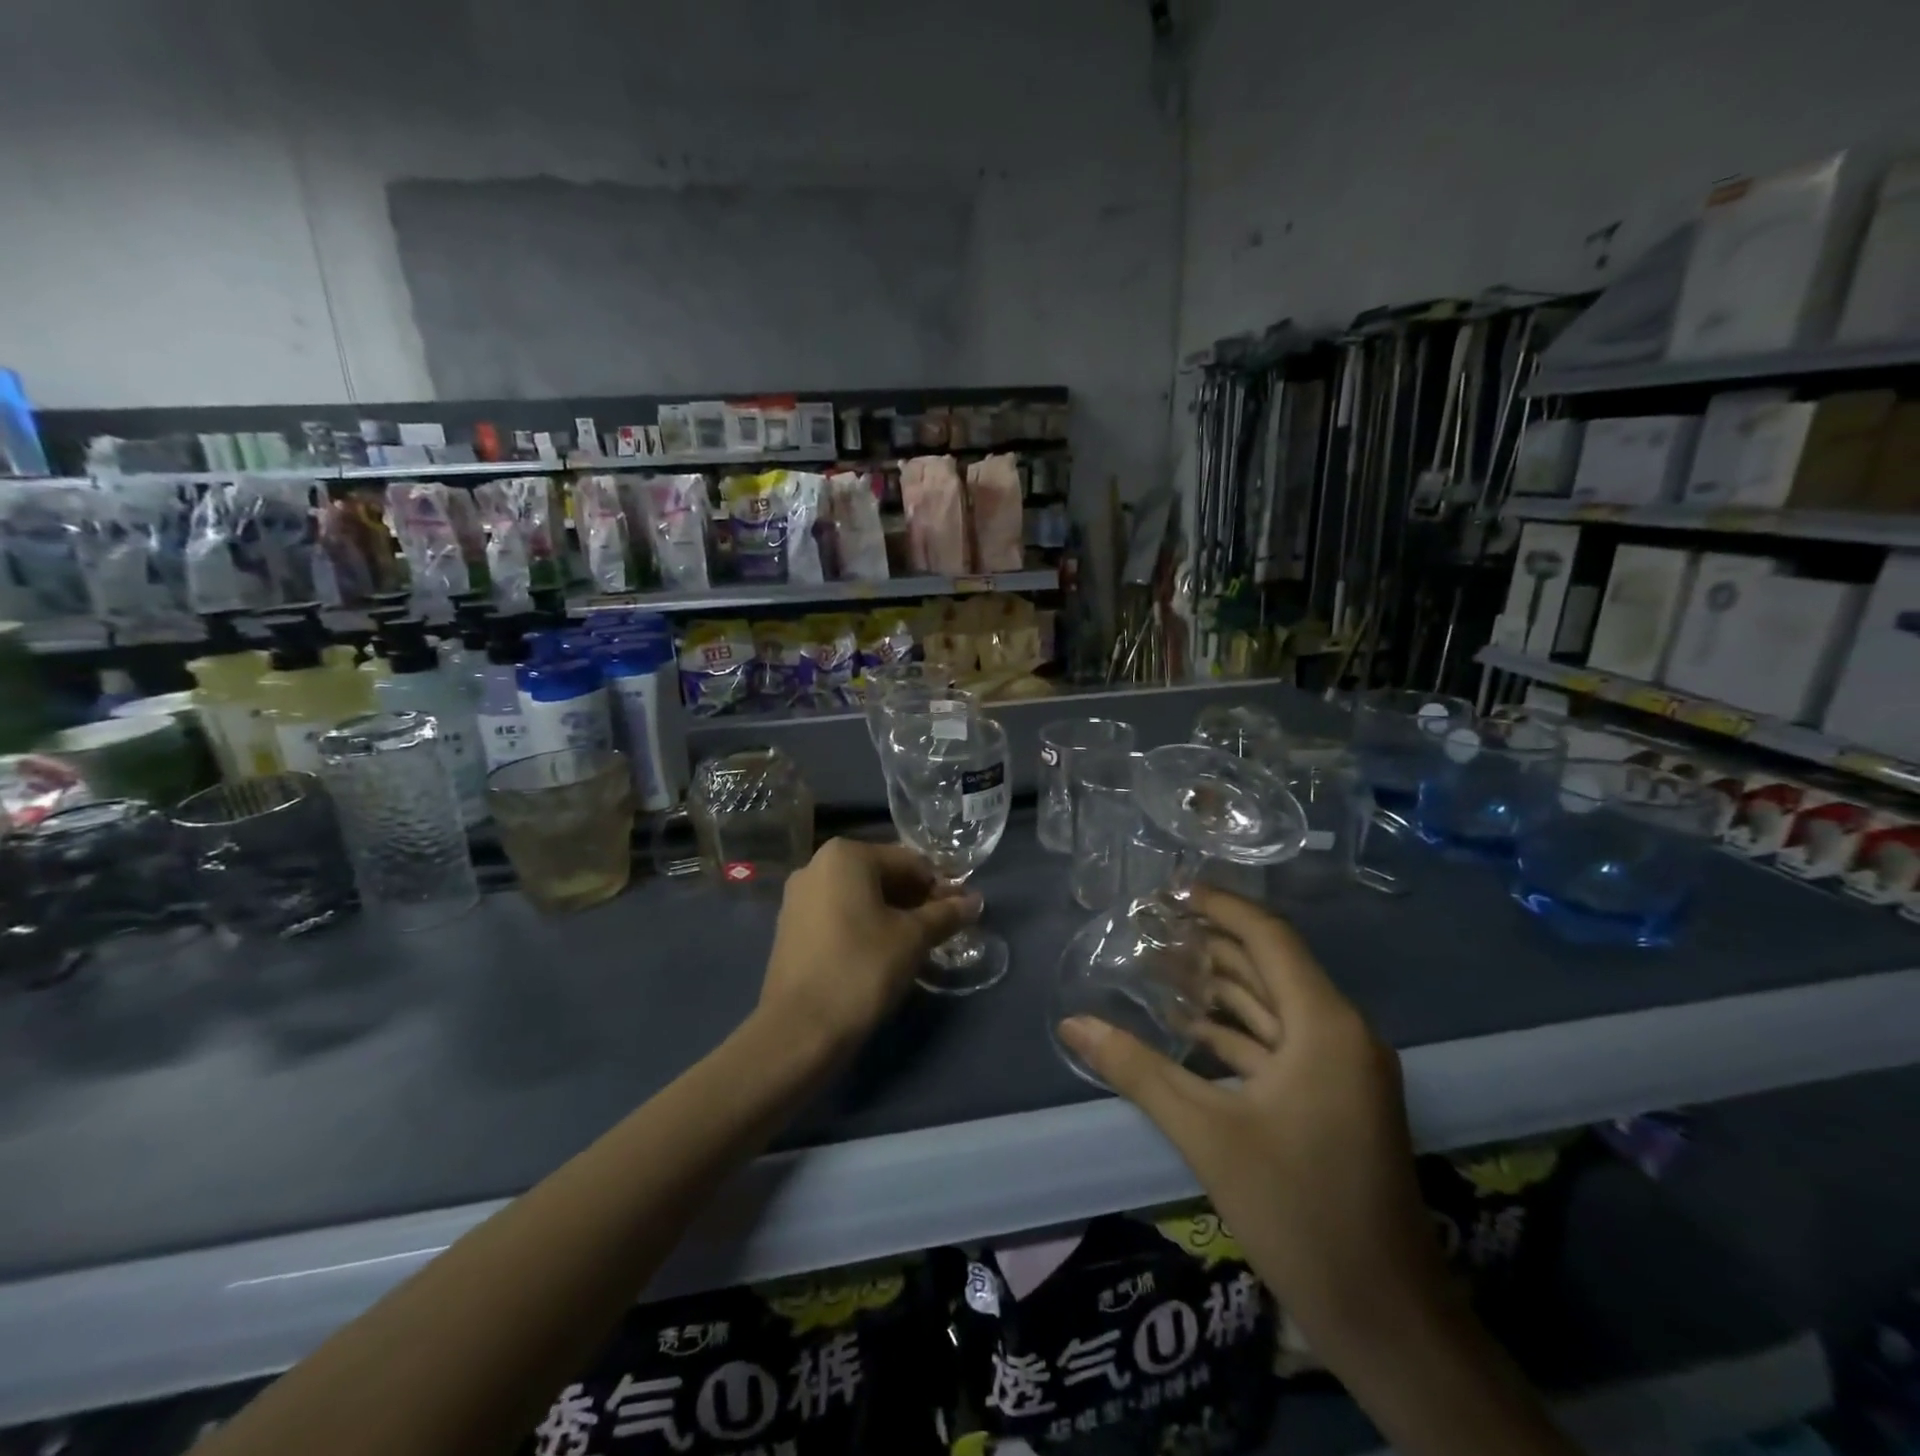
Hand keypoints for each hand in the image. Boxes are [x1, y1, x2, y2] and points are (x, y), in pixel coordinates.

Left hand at [758, 838, 979, 1057]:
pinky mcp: (791, 928)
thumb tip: (975, 901)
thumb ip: (946, 914)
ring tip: (918, 944)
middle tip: (943, 929)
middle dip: (916, 900)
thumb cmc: (862, 968)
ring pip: (860, 896)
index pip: (909, 862)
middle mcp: (816, 865)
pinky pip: (839, 915)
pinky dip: (865, 926)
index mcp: (845, 855)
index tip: (961, 913)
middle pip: (882, 875)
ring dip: (893, 914)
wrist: (799, 1030)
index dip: (940, 887)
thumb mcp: (913, 939)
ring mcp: (798, 897)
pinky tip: (884, 953)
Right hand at [1056, 888, 1450, 1370]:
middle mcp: (1342, 1033)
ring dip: (1221, 985)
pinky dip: (1236, 1029)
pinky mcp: (1335, 1098)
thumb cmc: (1298, 1211)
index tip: (1170, 890)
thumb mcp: (1206, 1134)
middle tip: (1151, 925)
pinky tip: (1188, 1025)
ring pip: (1274, 1005)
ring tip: (1159, 964)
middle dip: (1211, 942)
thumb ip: (1137, 1070)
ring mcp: (1342, 1068)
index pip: (1269, 937)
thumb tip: (1071, 1024)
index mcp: (1325, 1026)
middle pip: (1270, 966)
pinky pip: (1280, 1042)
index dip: (1220, 906)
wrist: (1386, 1319)